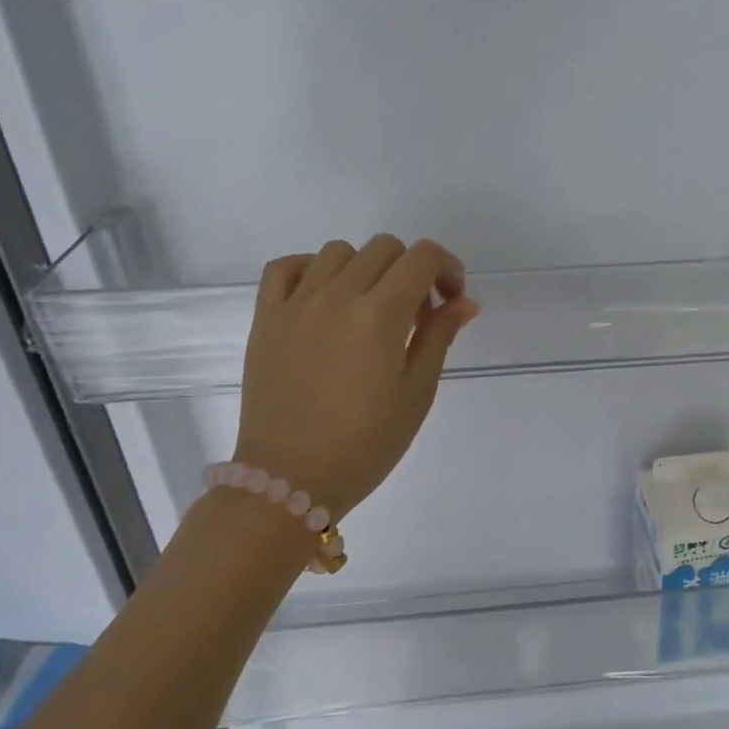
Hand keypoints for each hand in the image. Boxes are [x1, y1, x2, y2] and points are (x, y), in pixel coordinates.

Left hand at [231, 236, 478, 517]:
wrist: (289, 480)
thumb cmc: (365, 444)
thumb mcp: (416, 394)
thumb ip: (438, 337)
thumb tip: (463, 301)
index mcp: (379, 315)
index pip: (422, 257)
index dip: (447, 268)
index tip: (450, 301)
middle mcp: (336, 296)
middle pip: (384, 248)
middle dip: (412, 270)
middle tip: (416, 313)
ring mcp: (295, 304)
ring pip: (338, 251)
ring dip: (365, 269)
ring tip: (369, 308)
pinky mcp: (265, 318)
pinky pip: (285, 267)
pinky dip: (310, 269)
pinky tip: (323, 297)